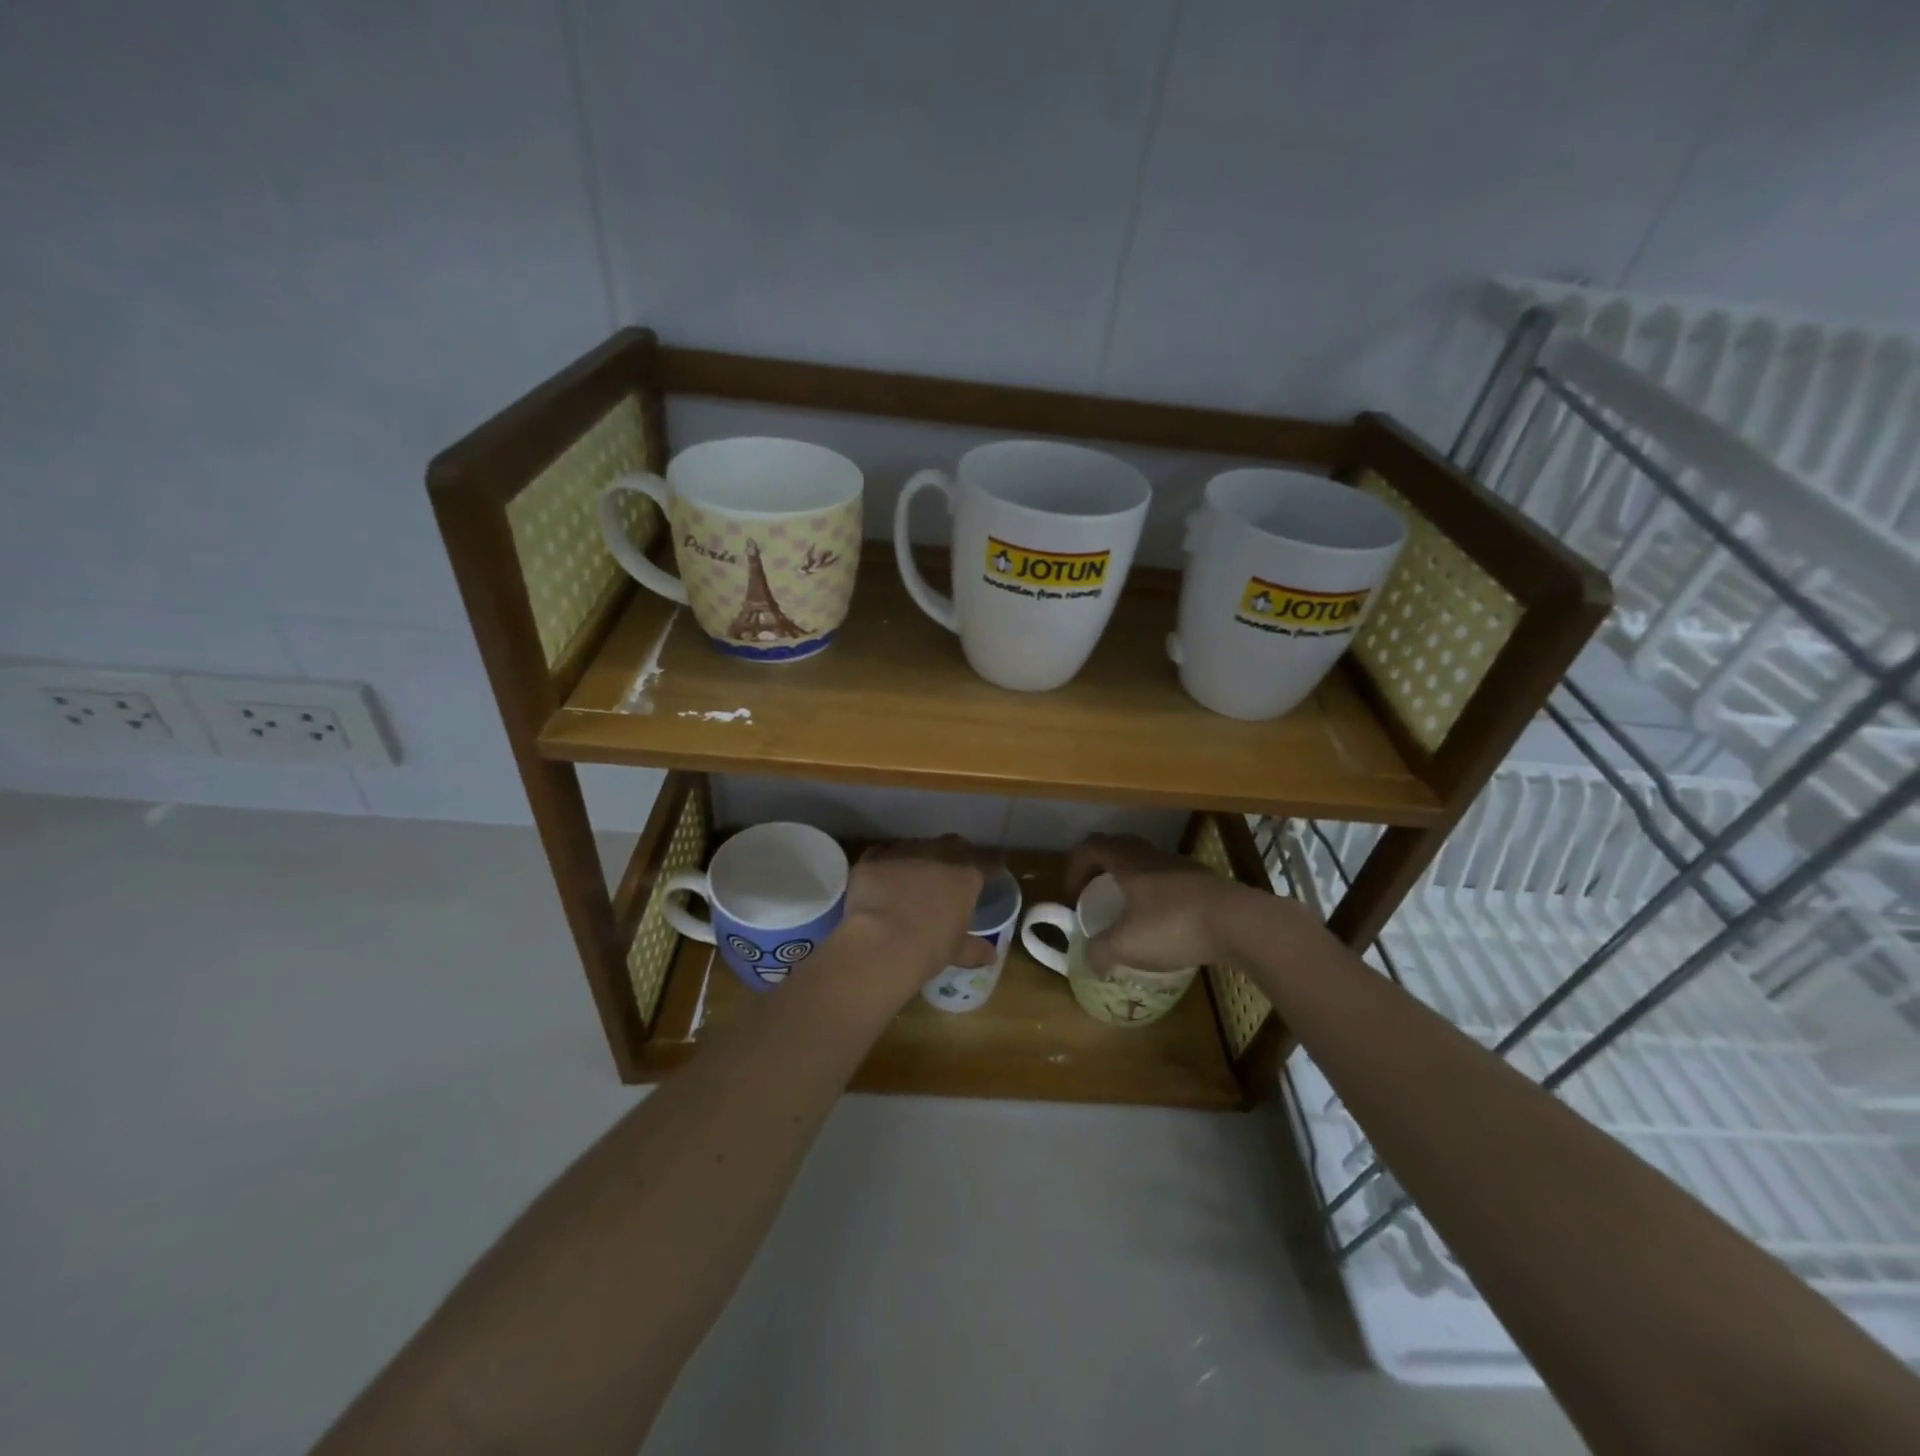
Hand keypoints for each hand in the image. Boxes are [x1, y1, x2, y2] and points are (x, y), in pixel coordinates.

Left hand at [838, 835, 996, 1002]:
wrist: (881, 942)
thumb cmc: (929, 949)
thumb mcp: (956, 951)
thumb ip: (975, 949)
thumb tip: (992, 956)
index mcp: (965, 876)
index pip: (987, 863)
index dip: (992, 866)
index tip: (994, 869)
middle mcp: (937, 856)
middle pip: (953, 845)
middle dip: (956, 853)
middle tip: (953, 867)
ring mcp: (904, 853)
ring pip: (916, 846)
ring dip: (919, 856)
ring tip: (915, 872)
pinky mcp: (873, 858)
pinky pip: (883, 854)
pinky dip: (887, 863)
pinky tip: (884, 876)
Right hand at [1064, 833, 1295, 975]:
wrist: (1238, 923)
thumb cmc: (1173, 925)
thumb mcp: (1126, 945)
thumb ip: (1100, 951)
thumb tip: (1090, 961)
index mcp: (1127, 862)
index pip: (1090, 847)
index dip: (1074, 866)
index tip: (1073, 894)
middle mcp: (1152, 855)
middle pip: (1118, 847)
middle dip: (1100, 867)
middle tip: (1095, 893)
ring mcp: (1181, 865)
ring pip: (1146, 861)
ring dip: (1131, 878)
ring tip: (1129, 908)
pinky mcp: (1205, 881)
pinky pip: (1170, 878)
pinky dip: (1157, 892)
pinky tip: (1164, 921)